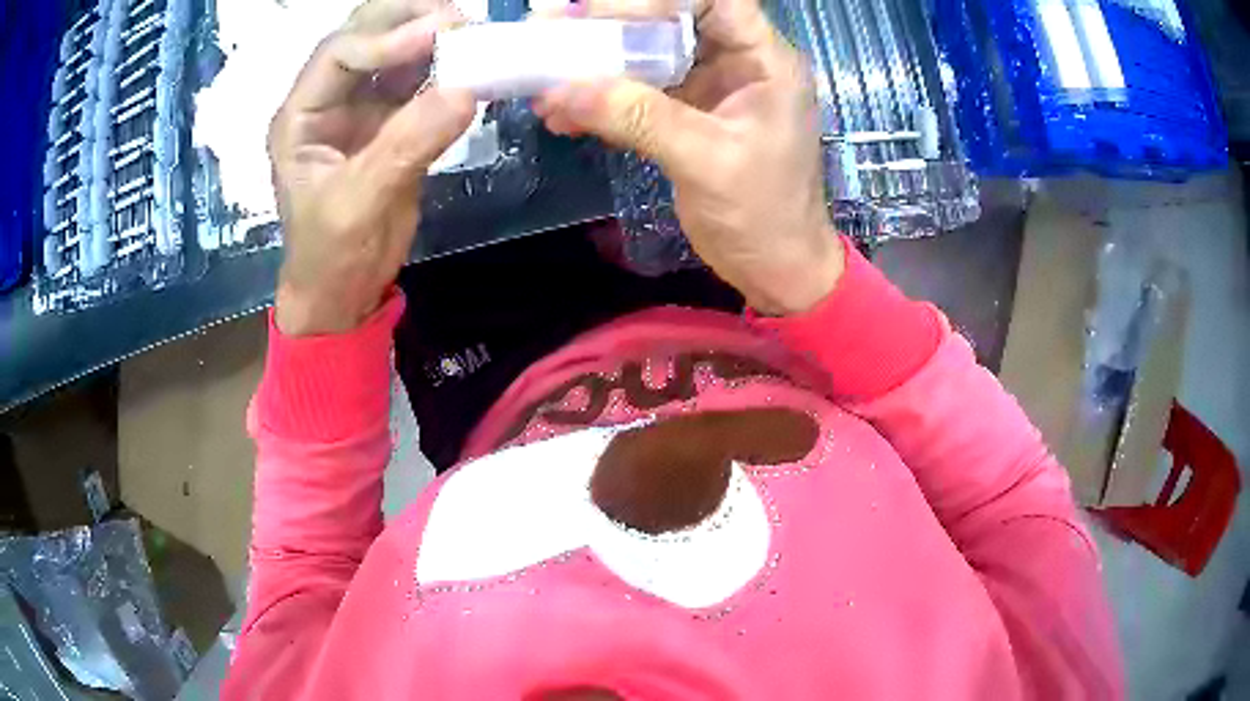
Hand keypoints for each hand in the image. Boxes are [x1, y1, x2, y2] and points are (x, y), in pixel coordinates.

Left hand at [269, 0, 475, 335]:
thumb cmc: (331, 256)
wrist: (343, 293)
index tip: (441, 34)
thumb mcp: (358, 205)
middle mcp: (327, 101)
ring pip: (394, 53)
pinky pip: (418, 82)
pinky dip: (445, 71)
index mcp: (300, 116)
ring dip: (431, 39)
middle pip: (364, 36)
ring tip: (472, 35)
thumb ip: (405, 146)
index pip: (340, 54)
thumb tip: (466, 90)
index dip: (387, 39)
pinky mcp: (389, 123)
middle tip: (459, 19)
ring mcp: (360, 108)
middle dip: (408, 19)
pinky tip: (470, 67)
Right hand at [534, 0, 842, 314]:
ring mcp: (709, 88)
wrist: (774, 267)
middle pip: (671, 19)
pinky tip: (561, 115)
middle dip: (611, 25)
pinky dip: (600, 101)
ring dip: (595, 65)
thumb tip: (563, 90)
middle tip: (553, 33)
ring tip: (544, 81)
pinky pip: (637, 93)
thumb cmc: (764, 214)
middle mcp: (736, 62)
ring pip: (647, 54)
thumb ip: (640, 118)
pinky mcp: (686, 115)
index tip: (603, 15)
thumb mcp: (707, 160)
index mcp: (763, 60)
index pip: (714, 0)